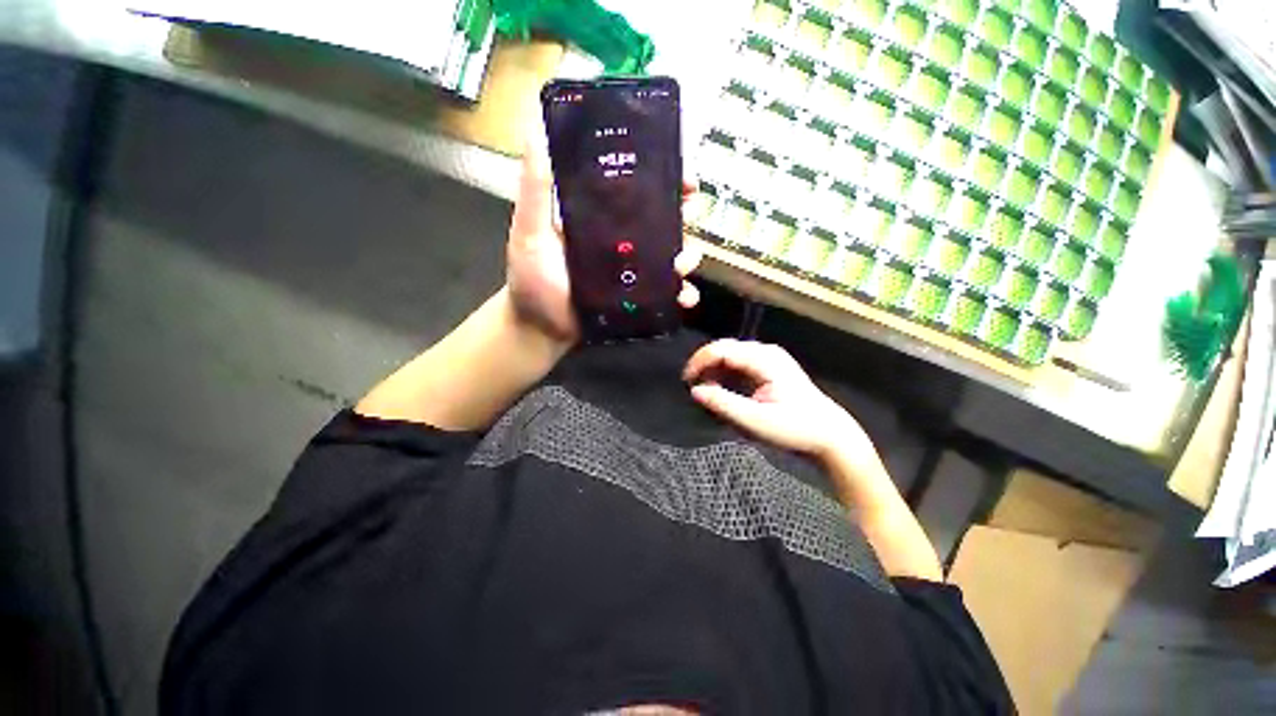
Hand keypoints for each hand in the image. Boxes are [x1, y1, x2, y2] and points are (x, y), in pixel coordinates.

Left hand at [506, 126, 701, 343]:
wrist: (540, 328)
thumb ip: (536, 190)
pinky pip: (667, 293)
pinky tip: (684, 298)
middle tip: (691, 211)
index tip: (683, 173)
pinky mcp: (638, 298)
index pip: (636, 188)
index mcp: (601, 217)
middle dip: (684, 212)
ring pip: (671, 255)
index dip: (663, 177)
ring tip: (682, 265)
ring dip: (686, 256)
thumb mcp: (530, 231)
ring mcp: (632, 271)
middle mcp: (621, 240)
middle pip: (662, 220)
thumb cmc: (532, 279)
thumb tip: (536, 130)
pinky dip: (681, 294)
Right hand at [683, 339, 871, 461]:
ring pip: (731, 355)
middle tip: (692, 386)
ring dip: (714, 369)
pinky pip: (740, 363)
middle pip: (725, 348)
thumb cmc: (795, 429)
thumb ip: (723, 404)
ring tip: (705, 390)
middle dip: (704, 364)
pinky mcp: (770, 367)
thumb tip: (695, 390)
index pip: (722, 349)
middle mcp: (766, 352)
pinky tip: (721, 388)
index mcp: (765, 359)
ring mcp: (769, 358)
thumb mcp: (756, 421)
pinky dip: (726, 374)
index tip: (686, 381)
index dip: (699, 361)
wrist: (830, 435)